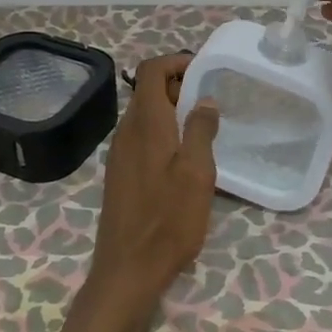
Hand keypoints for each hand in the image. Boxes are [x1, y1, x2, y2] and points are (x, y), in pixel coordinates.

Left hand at [54, 53, 220, 331]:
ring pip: (144, 115)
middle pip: (147, 91)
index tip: (205, 71)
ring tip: (203, 127)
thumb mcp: (196, 173)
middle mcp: (126, 132)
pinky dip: (162, 133)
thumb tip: (204, 100)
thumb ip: (200, 130)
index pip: (150, 71)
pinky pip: (141, 138)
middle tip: (211, 100)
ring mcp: (119, 154)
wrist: (128, 269)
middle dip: (178, 86)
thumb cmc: (168, 220)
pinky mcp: (120, 174)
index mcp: (145, 124)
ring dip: (171, 111)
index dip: (176, 62)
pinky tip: (184, 157)